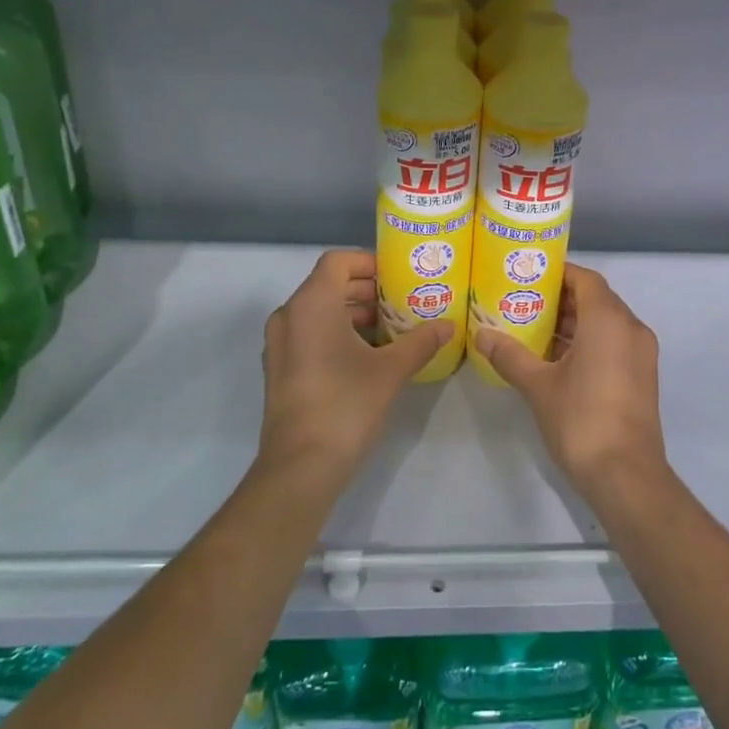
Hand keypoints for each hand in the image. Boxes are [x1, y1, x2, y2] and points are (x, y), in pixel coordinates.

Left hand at [259, 250, 450, 485]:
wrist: (300, 466)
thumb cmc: (346, 405)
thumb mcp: (391, 370)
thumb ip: (421, 341)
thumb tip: (449, 325)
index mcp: (311, 304)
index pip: (338, 261)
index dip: (369, 262)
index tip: (398, 276)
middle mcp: (289, 316)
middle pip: (328, 284)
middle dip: (366, 289)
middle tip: (402, 300)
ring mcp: (279, 344)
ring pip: (318, 311)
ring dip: (353, 313)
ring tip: (391, 329)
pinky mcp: (279, 369)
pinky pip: (309, 334)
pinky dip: (336, 333)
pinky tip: (368, 355)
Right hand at [473, 265, 666, 490]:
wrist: (627, 476)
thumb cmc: (581, 420)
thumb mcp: (538, 386)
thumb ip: (510, 355)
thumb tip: (481, 334)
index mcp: (609, 320)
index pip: (585, 279)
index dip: (558, 273)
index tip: (529, 276)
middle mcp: (631, 328)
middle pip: (596, 299)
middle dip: (561, 299)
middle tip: (523, 301)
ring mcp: (641, 354)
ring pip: (606, 323)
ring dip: (574, 322)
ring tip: (533, 328)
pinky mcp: (642, 376)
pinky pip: (614, 343)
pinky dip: (588, 341)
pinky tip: (556, 358)